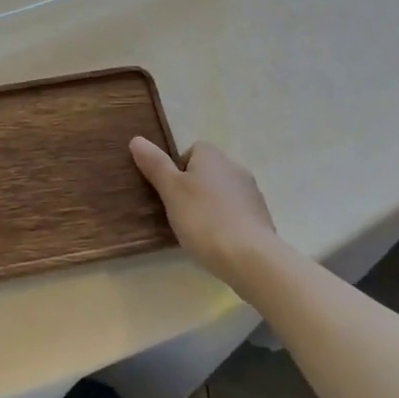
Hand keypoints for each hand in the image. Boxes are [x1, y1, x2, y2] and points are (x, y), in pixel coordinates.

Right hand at [129, 138, 278, 283]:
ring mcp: (252, 193)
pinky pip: (237, 213)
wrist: (251, 257)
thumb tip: (137, 139)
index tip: (170, 193)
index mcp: (212, 156)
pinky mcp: (262, 217)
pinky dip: (226, 223)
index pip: (191, 151)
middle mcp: (235, 167)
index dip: (177, 170)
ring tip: (198, 232)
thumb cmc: (204, 219)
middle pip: (207, 172)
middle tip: (179, 214)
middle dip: (194, 189)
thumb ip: (155, 165)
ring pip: (222, 193)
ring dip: (211, 206)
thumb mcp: (171, 191)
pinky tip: (218, 243)